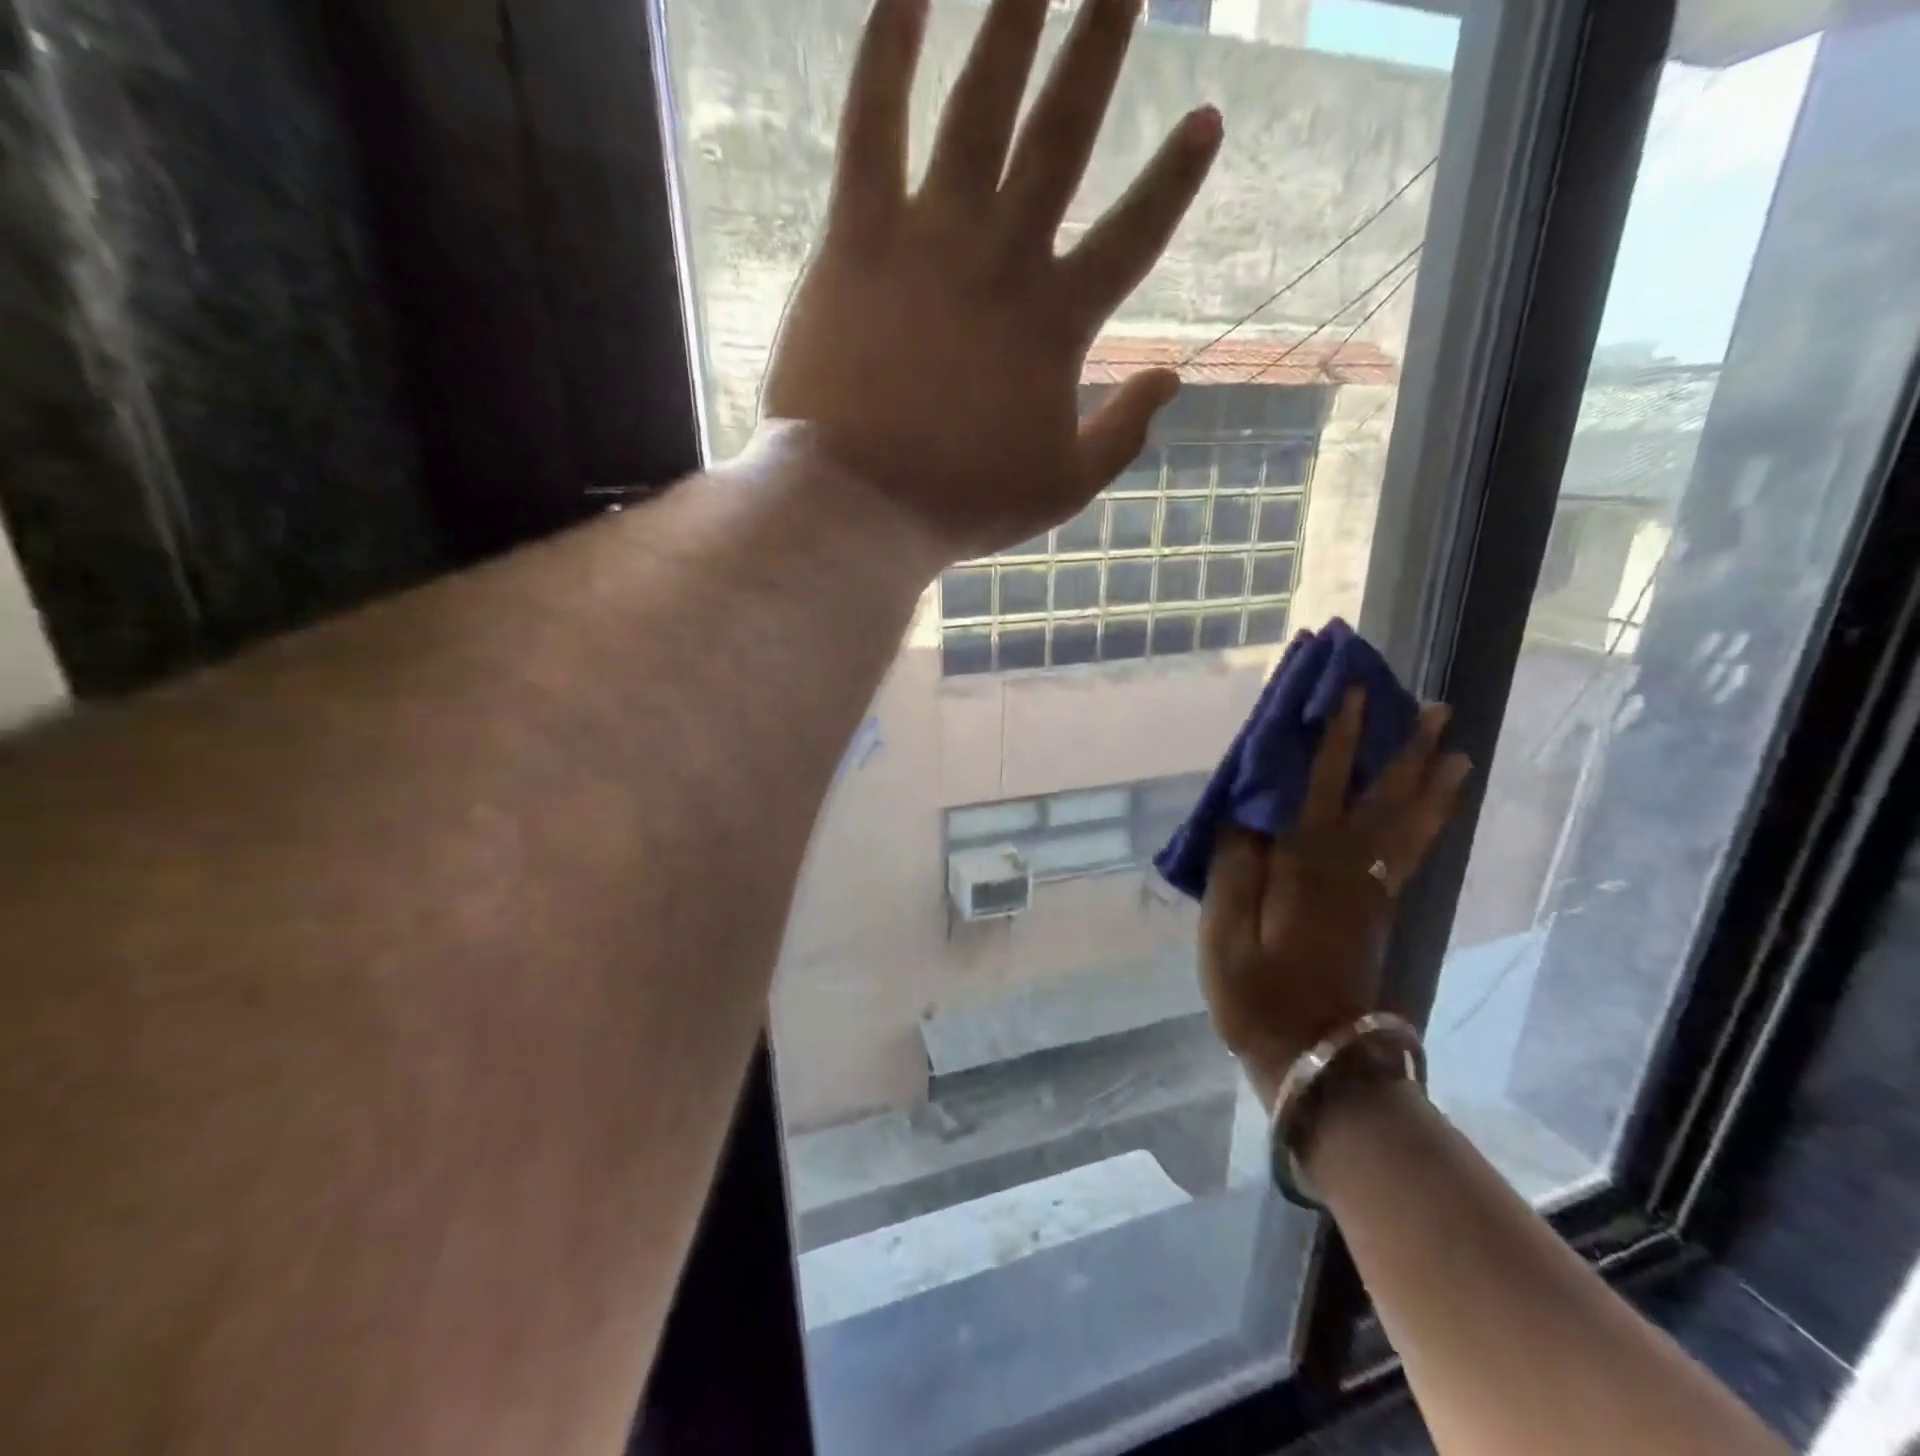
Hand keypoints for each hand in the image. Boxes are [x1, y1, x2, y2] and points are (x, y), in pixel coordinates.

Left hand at [763, 0, 1223, 562]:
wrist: (862, 505)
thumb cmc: (962, 504)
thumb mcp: (1062, 488)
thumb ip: (1123, 435)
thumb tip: (1174, 380)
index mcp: (1058, 324)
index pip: (1135, 234)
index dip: (1175, 178)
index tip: (1207, 118)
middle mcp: (1005, 259)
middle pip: (1065, 134)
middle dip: (1101, 45)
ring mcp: (931, 239)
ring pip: (980, 102)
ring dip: (1016, 14)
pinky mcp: (858, 237)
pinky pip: (872, 122)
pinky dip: (888, 45)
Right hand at [1199, 689, 1470, 1106]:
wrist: (1314, 1057)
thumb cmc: (1256, 995)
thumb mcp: (1223, 933)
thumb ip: (1233, 867)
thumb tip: (1242, 809)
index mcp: (1305, 864)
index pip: (1321, 783)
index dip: (1335, 735)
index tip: (1349, 690)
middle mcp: (1349, 866)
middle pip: (1382, 795)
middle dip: (1404, 746)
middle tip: (1434, 705)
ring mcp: (1371, 888)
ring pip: (1409, 821)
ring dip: (1430, 778)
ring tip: (1453, 743)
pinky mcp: (1379, 909)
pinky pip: (1412, 852)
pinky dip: (1431, 821)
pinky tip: (1442, 803)